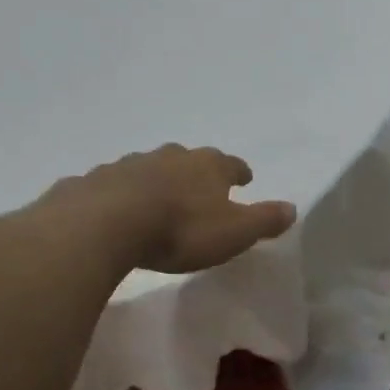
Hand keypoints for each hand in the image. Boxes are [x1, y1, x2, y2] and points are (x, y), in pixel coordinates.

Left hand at [50, 145, 296, 274]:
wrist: (107, 223)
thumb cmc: (180, 229)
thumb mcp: (233, 232)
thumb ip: (263, 220)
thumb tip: (293, 208)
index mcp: (206, 166)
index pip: (230, 164)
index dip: (238, 172)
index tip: (244, 177)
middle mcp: (170, 157)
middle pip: (188, 159)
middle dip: (196, 171)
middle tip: (200, 185)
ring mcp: (129, 165)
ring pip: (150, 168)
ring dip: (157, 180)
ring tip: (159, 197)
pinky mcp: (96, 181)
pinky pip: (114, 184)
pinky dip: (121, 192)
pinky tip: (116, 206)